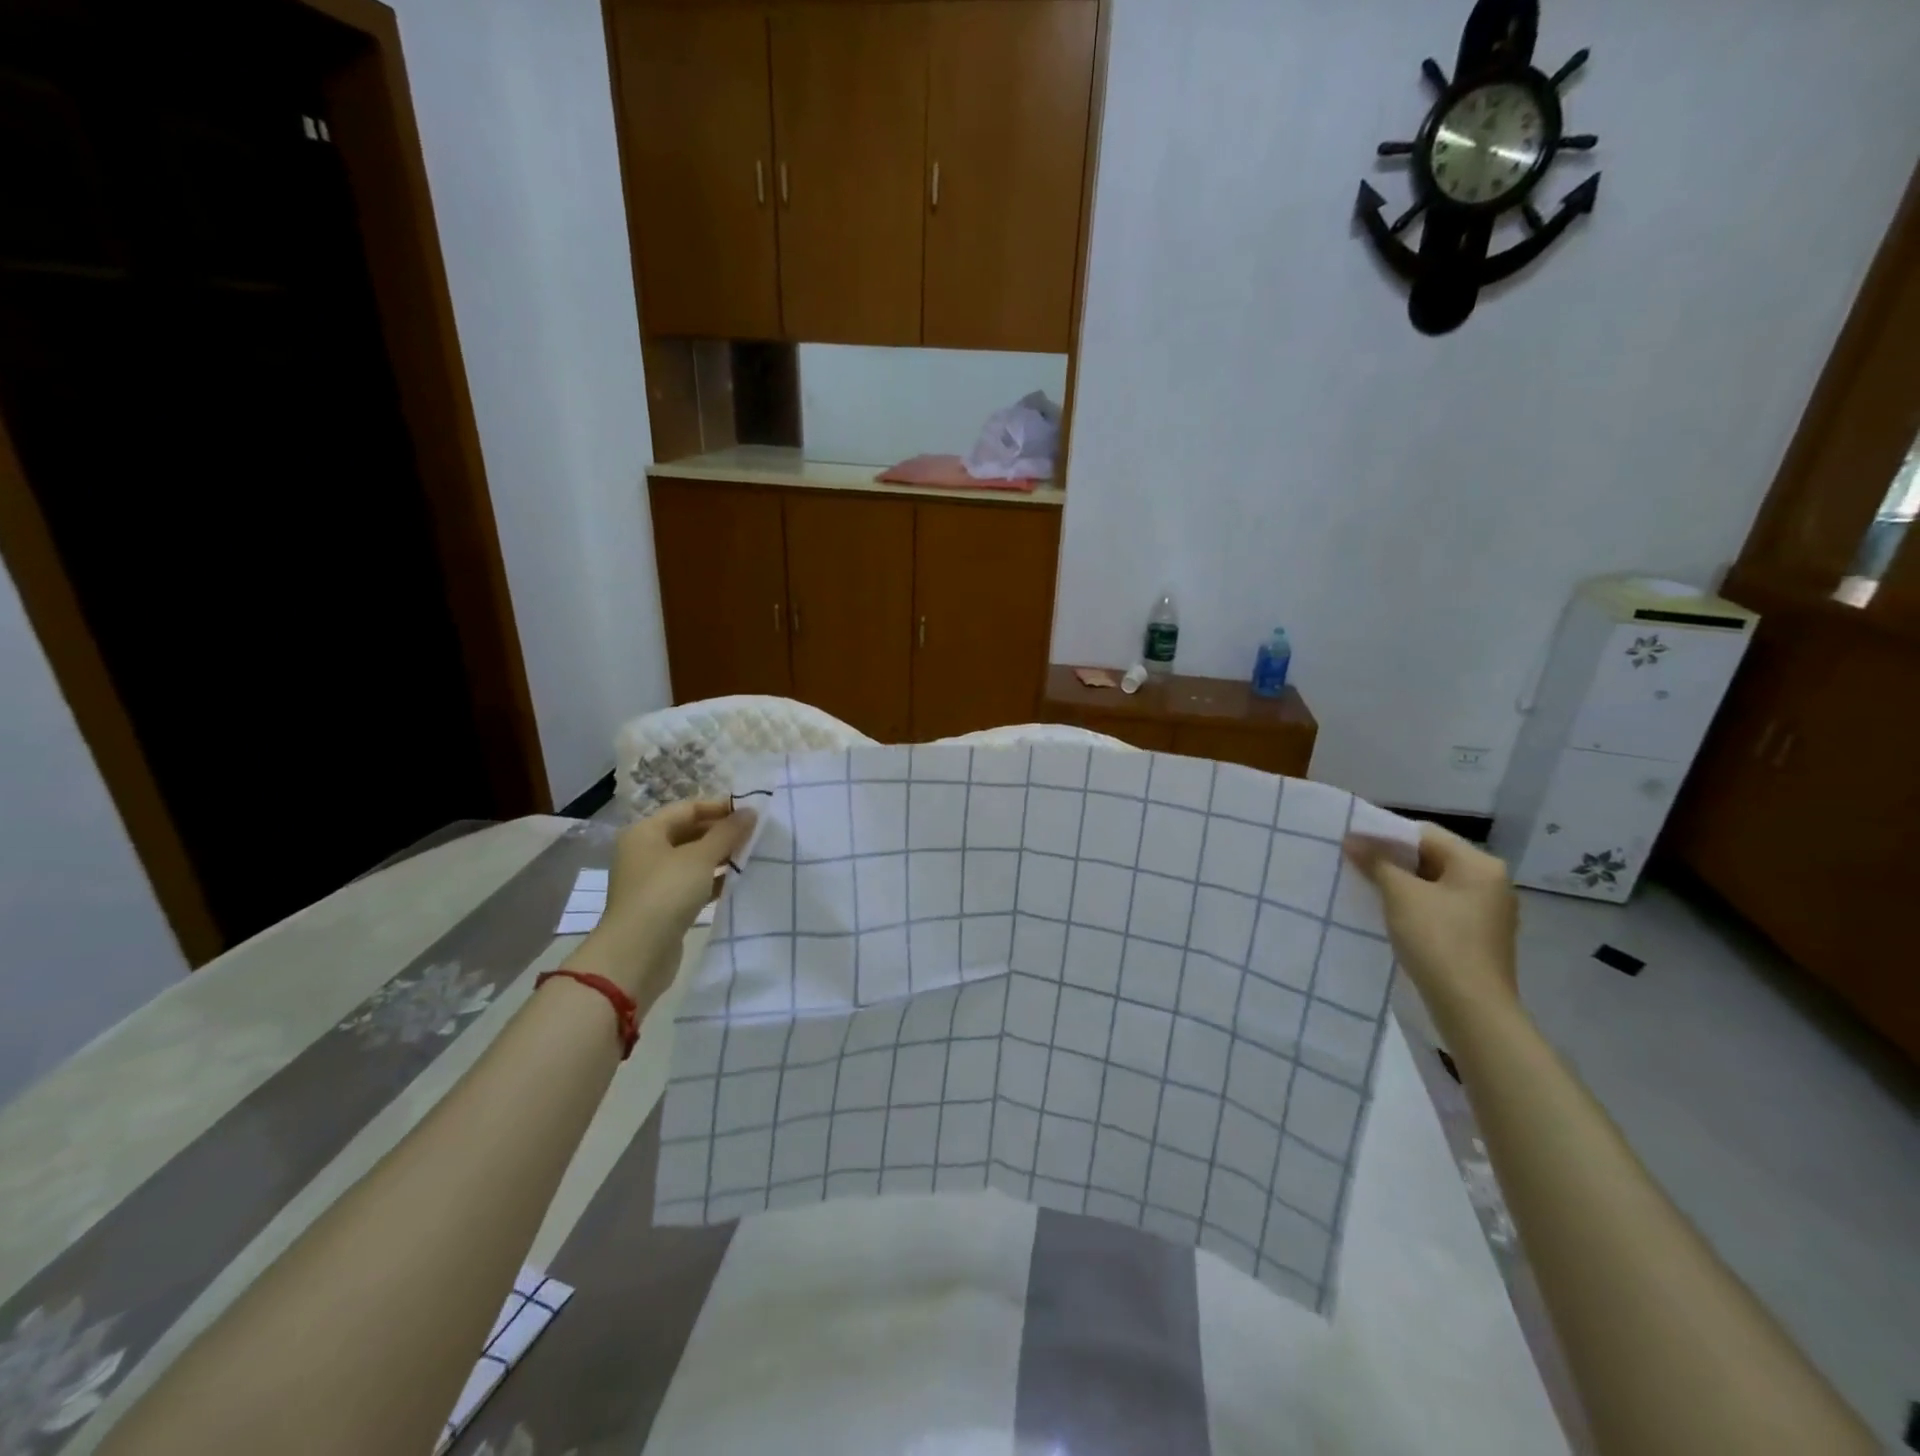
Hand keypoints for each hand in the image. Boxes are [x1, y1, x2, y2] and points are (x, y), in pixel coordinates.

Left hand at [573, 800, 755, 1000]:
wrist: (637, 953)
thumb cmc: (666, 893)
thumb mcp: (701, 857)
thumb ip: (727, 832)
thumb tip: (750, 812)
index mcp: (646, 832)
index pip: (688, 808)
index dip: (720, 808)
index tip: (751, 813)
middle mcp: (646, 852)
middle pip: (690, 833)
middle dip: (722, 833)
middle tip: (756, 835)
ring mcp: (653, 880)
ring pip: (693, 860)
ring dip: (721, 858)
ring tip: (753, 856)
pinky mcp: (663, 905)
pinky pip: (693, 884)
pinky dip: (714, 881)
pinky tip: (738, 882)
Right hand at [1343, 822, 1520, 1040]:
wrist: (1472, 1009)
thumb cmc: (1438, 941)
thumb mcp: (1400, 895)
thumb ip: (1376, 862)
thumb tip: (1351, 838)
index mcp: (1480, 865)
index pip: (1424, 834)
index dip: (1385, 835)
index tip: (1351, 843)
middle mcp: (1490, 883)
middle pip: (1431, 858)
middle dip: (1391, 860)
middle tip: (1353, 864)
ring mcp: (1487, 912)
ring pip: (1433, 884)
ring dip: (1400, 884)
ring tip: (1364, 888)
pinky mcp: (1478, 937)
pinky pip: (1440, 908)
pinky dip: (1414, 906)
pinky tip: (1388, 915)